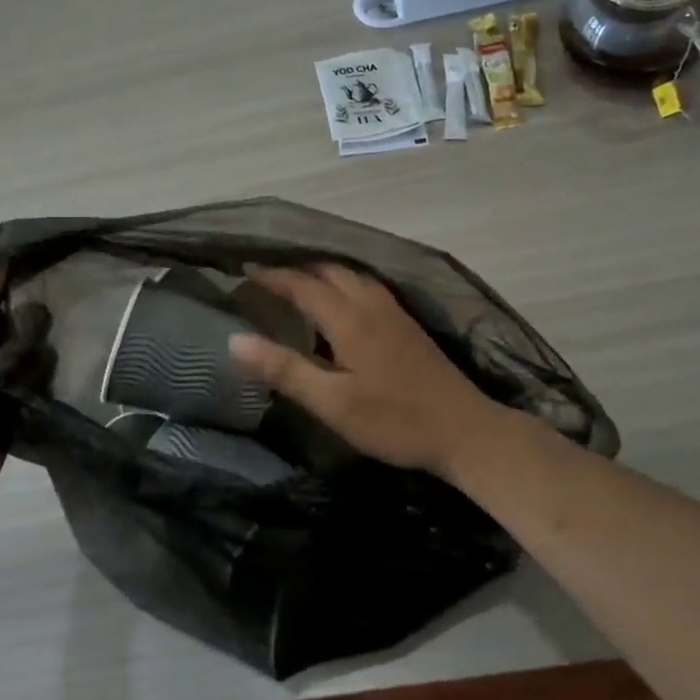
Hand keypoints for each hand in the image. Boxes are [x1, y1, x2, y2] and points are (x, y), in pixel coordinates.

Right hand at [228, 264, 504, 479]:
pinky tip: (340, 303)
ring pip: (351, 275)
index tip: (242, 274)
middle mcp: (372, 304)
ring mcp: (394, 311)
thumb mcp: (332, 403)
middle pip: (328, 270)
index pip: (302, 284)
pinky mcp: (408, 324)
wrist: (466, 431)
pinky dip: (343, 283)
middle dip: (294, 269)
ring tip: (296, 284)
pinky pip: (367, 286)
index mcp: (349, 318)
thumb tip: (234, 341)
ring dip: (321, 273)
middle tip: (265, 278)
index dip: (271, 277)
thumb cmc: (394, 421)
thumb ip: (284, 370)